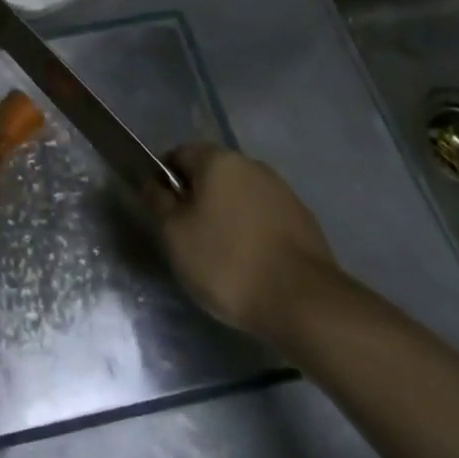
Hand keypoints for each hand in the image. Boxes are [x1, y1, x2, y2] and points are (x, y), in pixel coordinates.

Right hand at [145, 144, 340, 342]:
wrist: (304, 303)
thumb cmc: (227, 262)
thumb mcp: (174, 234)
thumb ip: (158, 201)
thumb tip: (154, 183)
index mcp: (218, 160)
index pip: (178, 155)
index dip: (164, 180)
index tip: (162, 214)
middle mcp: (251, 165)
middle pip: (211, 175)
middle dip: (196, 200)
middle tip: (187, 238)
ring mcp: (281, 191)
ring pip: (238, 197)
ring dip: (225, 217)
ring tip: (220, 257)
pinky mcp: (302, 220)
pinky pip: (263, 218)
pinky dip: (251, 234)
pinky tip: (250, 265)